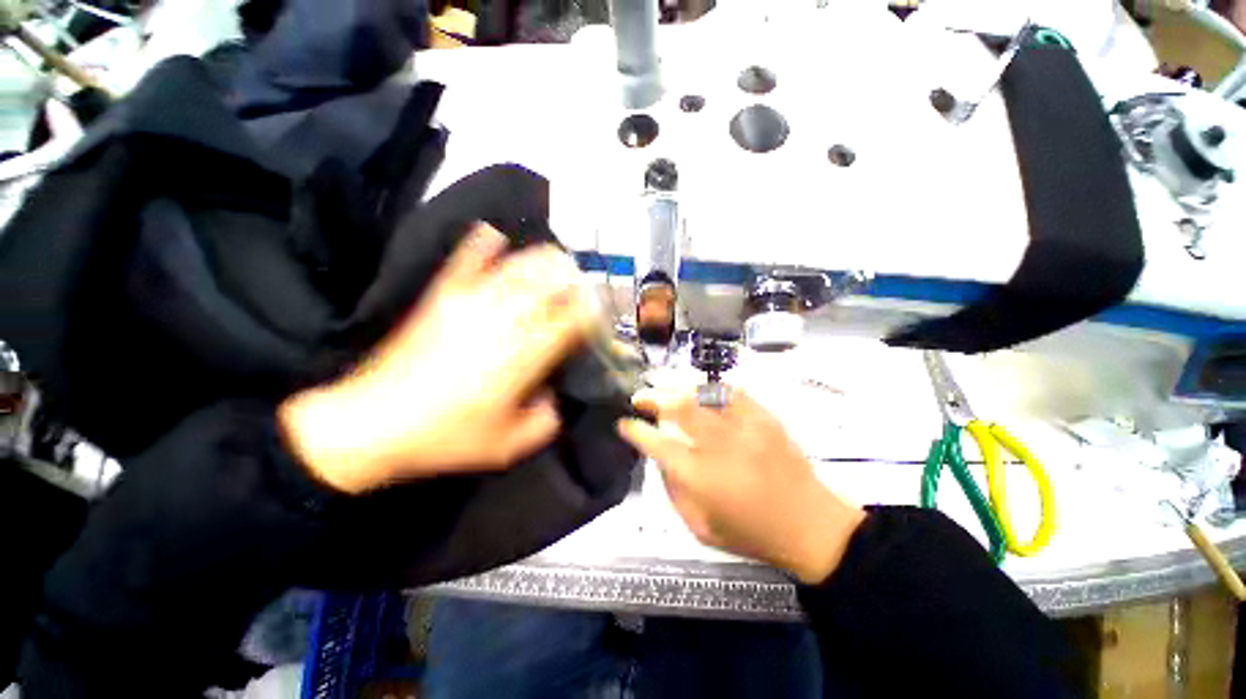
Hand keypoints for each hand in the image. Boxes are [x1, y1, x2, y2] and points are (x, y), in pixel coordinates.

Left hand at [280, 224, 592, 492]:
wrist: (374, 423)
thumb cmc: (447, 437)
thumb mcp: (509, 446)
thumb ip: (546, 422)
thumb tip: (553, 397)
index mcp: (526, 355)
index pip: (572, 320)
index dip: (591, 313)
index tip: (598, 315)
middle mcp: (506, 321)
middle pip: (550, 283)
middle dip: (574, 279)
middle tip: (583, 284)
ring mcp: (472, 303)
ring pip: (517, 266)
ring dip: (542, 260)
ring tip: (555, 260)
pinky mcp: (442, 297)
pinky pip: (466, 260)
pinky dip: (482, 243)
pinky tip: (495, 234)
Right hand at [618, 388, 865, 583]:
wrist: (810, 525)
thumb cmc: (751, 533)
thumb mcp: (700, 528)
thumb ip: (674, 491)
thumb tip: (660, 458)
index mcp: (701, 477)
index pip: (658, 444)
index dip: (636, 430)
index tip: (625, 423)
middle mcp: (720, 445)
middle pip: (678, 408)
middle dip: (653, 398)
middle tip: (640, 397)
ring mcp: (745, 426)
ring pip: (702, 394)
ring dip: (677, 389)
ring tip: (665, 391)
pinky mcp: (764, 417)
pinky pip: (731, 392)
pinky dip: (710, 389)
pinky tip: (700, 392)